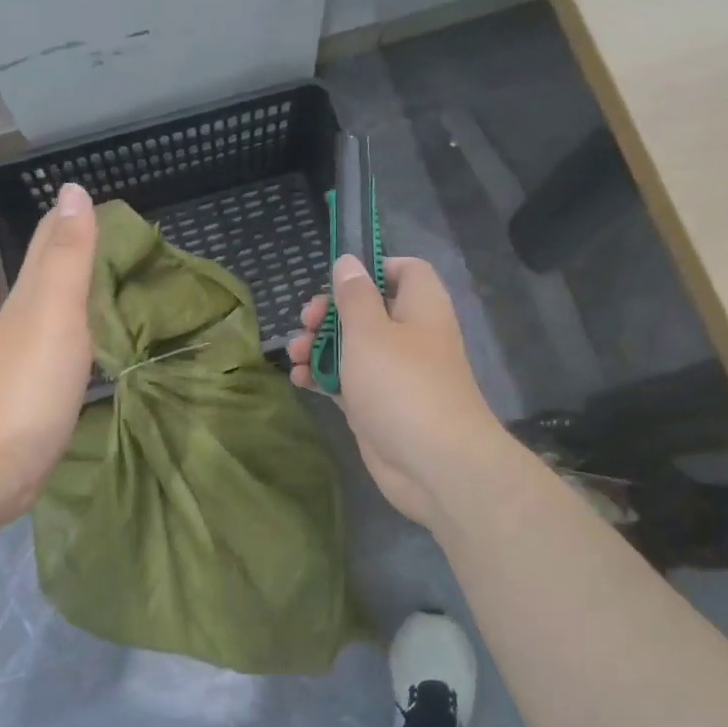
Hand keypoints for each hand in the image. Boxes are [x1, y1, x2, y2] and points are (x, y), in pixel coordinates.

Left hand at [0, 183, 97, 524]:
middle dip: (84, 248)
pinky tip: (105, 341)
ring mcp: (35, 357)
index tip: (114, 203)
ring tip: (126, 282)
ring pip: (64, 310)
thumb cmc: (29, 381)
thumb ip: (69, 254)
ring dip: (89, 291)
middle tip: (132, 239)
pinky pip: (73, 348)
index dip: (74, 216)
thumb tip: (71, 187)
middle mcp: (30, 317)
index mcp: (32, 293)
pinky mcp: (45, 391)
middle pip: (56, 272)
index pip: (52, 240)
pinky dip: (91, 334)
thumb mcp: (56, 309)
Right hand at [288, 254, 502, 525]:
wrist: (433, 464)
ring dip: (320, 346)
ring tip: (294, 354)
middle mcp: (411, 337)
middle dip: (331, 313)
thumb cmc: (401, 385)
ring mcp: (394, 374)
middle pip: (369, 310)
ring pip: (353, 348)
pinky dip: (324, 377)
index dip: (374, 268)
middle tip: (305, 321)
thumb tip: (349, 261)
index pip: (406, 271)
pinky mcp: (378, 406)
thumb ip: (354, 296)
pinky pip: (348, 382)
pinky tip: (299, 379)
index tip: (339, 279)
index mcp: (420, 309)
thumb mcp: (370, 332)